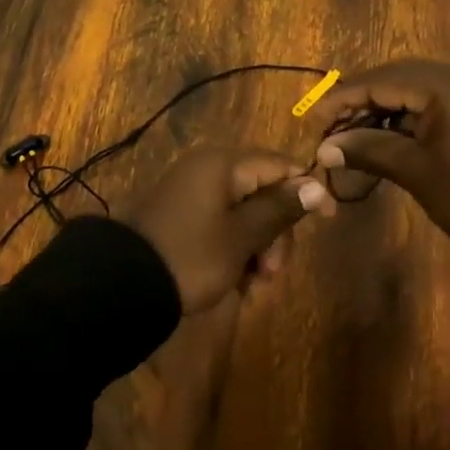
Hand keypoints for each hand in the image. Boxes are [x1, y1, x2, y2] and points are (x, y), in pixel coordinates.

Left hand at [124, 148, 333, 313]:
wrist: (123, 284)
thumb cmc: (191, 256)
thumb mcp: (241, 236)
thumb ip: (280, 209)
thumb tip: (317, 184)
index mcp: (223, 165)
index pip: (280, 165)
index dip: (307, 190)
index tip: (326, 222)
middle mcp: (208, 169)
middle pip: (262, 191)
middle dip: (275, 232)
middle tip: (272, 272)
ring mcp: (192, 192)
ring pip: (243, 212)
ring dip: (257, 246)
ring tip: (253, 284)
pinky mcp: (181, 215)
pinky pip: (221, 224)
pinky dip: (234, 249)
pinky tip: (236, 281)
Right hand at [304, 61, 449, 235]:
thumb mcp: (414, 169)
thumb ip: (368, 149)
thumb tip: (325, 148)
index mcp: (443, 84)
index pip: (379, 81)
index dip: (343, 99)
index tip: (314, 118)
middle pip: (395, 77)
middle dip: (361, 100)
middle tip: (331, 124)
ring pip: (413, 88)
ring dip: (382, 106)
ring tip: (353, 132)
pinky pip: (432, 99)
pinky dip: (406, 113)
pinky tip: (386, 133)